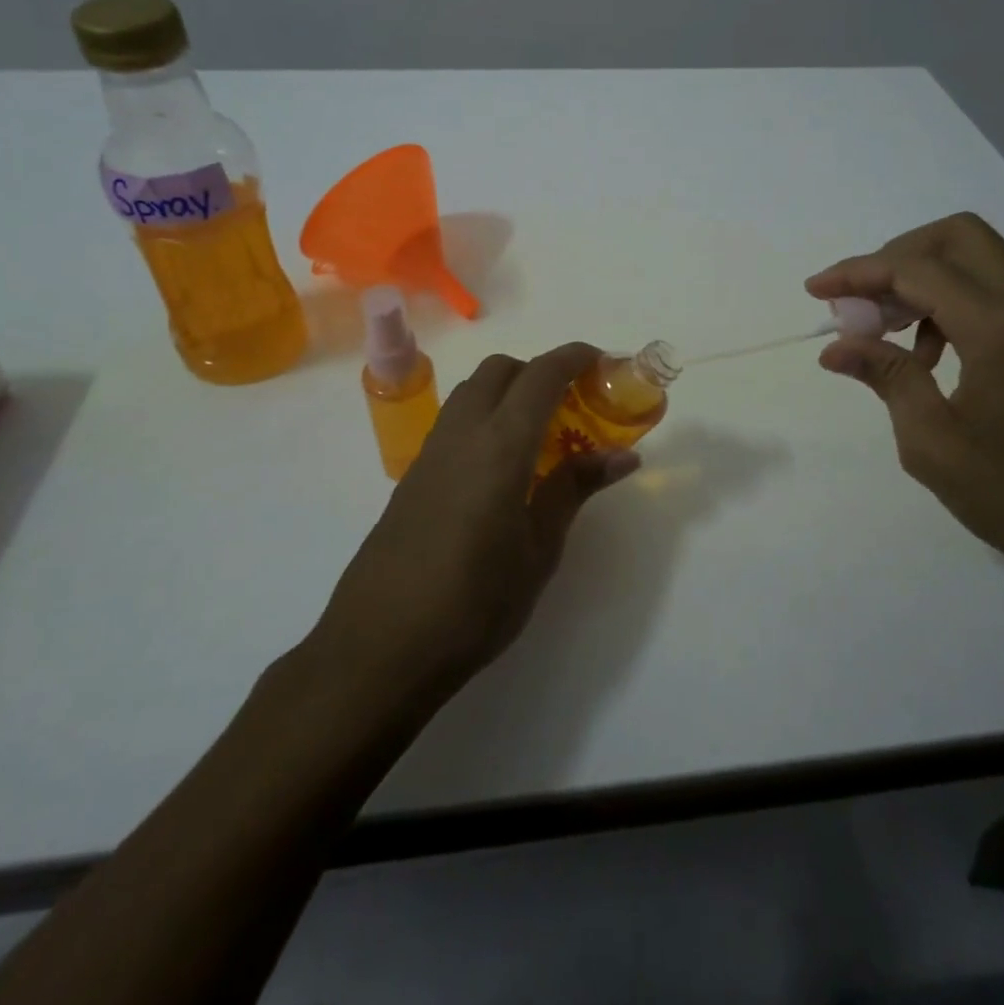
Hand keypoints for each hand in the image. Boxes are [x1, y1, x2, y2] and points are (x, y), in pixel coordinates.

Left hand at [303, 343, 640, 717]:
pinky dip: (485, 417)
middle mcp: (461, 434)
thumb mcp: (538, 550)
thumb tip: (622, 455)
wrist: (381, 647)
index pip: (541, 375)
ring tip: (540, 433)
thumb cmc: (475, 602)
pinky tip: (501, 466)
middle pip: (501, 370)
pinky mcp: (412, 476)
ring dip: (509, 391)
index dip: (574, 357)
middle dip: (540, 370)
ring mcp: (430, 452)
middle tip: (573, 404)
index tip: (603, 361)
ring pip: (472, 391)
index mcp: (499, 445)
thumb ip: (574, 490)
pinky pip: (455, 422)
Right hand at [808, 213, 1003, 599]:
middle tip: (861, 303)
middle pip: (956, 236)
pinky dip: (953, 302)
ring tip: (887, 333)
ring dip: (924, 280)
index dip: (857, 273)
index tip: (815, 292)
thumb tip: (835, 347)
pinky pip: (997, 291)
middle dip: (896, 256)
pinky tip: (931, 356)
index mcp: (1000, 326)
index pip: (915, 268)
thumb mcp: (933, 441)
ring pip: (978, 260)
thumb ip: (886, 377)